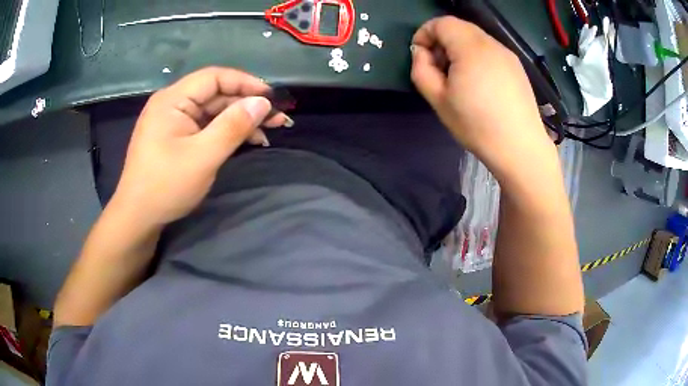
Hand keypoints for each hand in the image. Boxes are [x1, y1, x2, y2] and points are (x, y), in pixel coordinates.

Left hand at [110, 67, 286, 226]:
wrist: (138, 217)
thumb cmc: (165, 186)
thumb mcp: (203, 157)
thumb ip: (233, 126)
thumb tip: (263, 102)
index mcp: (172, 99)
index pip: (214, 78)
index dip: (245, 83)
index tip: (271, 97)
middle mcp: (173, 103)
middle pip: (216, 94)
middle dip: (247, 104)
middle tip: (277, 118)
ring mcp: (175, 120)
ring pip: (214, 111)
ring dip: (240, 119)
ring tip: (269, 131)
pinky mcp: (178, 136)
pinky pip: (206, 126)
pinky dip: (227, 132)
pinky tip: (248, 140)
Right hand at [411, 16, 554, 180]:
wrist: (520, 148)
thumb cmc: (477, 125)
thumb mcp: (438, 100)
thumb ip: (421, 69)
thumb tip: (421, 52)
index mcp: (470, 48)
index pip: (441, 22)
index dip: (424, 34)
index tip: (421, 56)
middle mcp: (491, 44)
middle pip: (459, 27)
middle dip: (442, 41)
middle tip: (438, 68)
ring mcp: (507, 54)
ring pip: (475, 38)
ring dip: (459, 49)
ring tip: (459, 78)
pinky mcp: (516, 67)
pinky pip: (490, 51)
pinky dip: (476, 57)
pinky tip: (479, 83)